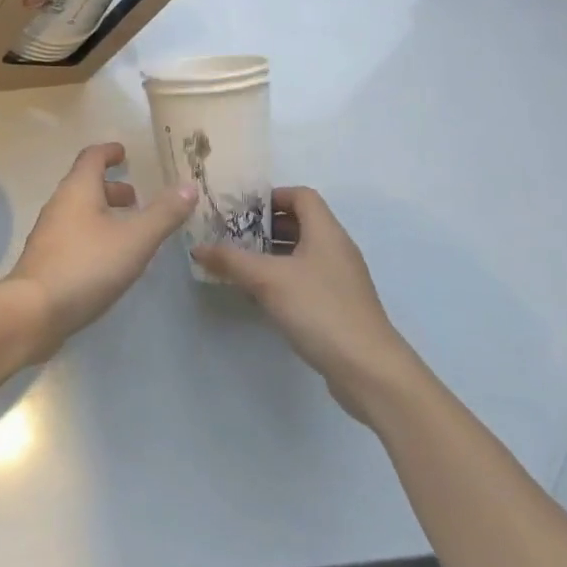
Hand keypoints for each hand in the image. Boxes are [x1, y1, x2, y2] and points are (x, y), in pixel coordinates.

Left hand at [6, 142, 197, 357]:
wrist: (34, 311)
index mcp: (78, 189)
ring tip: (129, 229)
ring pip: (79, 212)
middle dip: (111, 187)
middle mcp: (59, 204)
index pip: (92, 157)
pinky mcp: (46, 259)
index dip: (109, 152)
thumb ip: (164, 213)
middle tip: (136, 198)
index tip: (124, 152)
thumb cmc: (87, 265)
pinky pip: (74, 235)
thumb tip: (189, 186)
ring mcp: (49, 233)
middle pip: (85, 185)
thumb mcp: (135, 239)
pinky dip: (94, 234)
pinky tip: (109, 258)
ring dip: (103, 212)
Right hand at [192, 186, 416, 422]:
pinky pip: (307, 279)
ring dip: (272, 254)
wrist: (369, 370)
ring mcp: (341, 279)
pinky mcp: (340, 306)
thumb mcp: (267, 280)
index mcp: (326, 232)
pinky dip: (284, 279)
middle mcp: (337, 249)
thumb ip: (231, 260)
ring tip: (240, 264)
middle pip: (301, 223)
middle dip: (265, 226)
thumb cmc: (319, 309)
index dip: (272, 196)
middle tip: (232, 235)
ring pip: (302, 253)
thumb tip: (197, 247)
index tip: (241, 209)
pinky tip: (261, 296)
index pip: (301, 195)